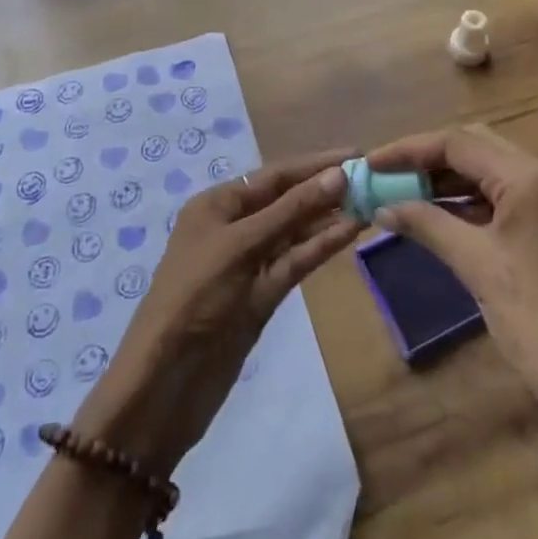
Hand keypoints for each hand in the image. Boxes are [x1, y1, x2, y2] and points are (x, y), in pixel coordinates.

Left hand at [74, 150, 361, 473]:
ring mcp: (250, 263)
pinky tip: (352, 232)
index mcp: (218, 204)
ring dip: (330, 218)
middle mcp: (234, 227)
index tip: (357, 153)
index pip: (274, 175)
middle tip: (373, 178)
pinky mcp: (263, 296)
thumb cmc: (194, 298)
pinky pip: (296, 262)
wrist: (164, 385)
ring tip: (372, 202)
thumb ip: (291, 210)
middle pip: (288, 200)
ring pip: (296, 232)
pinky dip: (321, 247)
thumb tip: (339, 174)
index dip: (315, 164)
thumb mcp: (241, 246)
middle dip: (326, 189)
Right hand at [367, 125, 537, 428]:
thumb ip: (426, 224)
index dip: (410, 150)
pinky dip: (475, 202)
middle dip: (429, 161)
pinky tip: (443, 215)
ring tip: (406, 196)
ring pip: (494, 171)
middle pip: (478, 149)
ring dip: (451, 181)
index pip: (459, 144)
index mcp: (533, 177)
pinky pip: (511, 196)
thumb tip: (382, 207)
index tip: (372, 164)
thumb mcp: (476, 266)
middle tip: (387, 178)